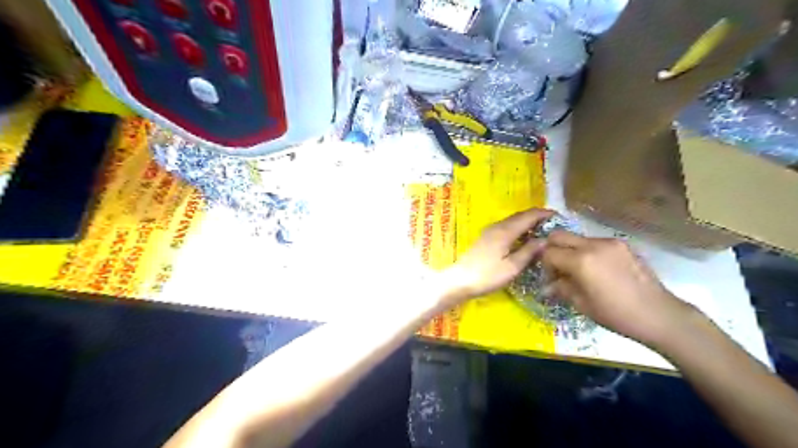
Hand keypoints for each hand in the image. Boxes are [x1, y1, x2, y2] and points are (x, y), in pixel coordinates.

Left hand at [442, 207, 556, 300]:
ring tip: (543, 232)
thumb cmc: (487, 275)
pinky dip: (519, 229)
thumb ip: (529, 251)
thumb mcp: (512, 267)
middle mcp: (498, 226)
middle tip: (554, 226)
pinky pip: (507, 227)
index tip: (560, 218)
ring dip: (528, 223)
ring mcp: (490, 231)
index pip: (529, 215)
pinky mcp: (486, 238)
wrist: (460, 280)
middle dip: (538, 217)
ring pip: (513, 221)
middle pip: (521, 216)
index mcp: (506, 231)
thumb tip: (546, 239)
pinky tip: (525, 240)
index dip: (545, 214)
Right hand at [539, 232, 696, 347]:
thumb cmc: (616, 314)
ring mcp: (609, 242)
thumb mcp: (581, 304)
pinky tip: (597, 270)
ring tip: (578, 270)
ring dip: (571, 250)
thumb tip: (546, 286)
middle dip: (552, 249)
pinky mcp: (621, 244)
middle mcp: (593, 245)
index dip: (544, 265)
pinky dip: (587, 251)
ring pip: (577, 237)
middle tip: (557, 268)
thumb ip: (560, 288)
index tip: (549, 278)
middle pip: (559, 236)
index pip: (549, 252)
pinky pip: (595, 242)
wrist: (659, 314)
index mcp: (581, 261)